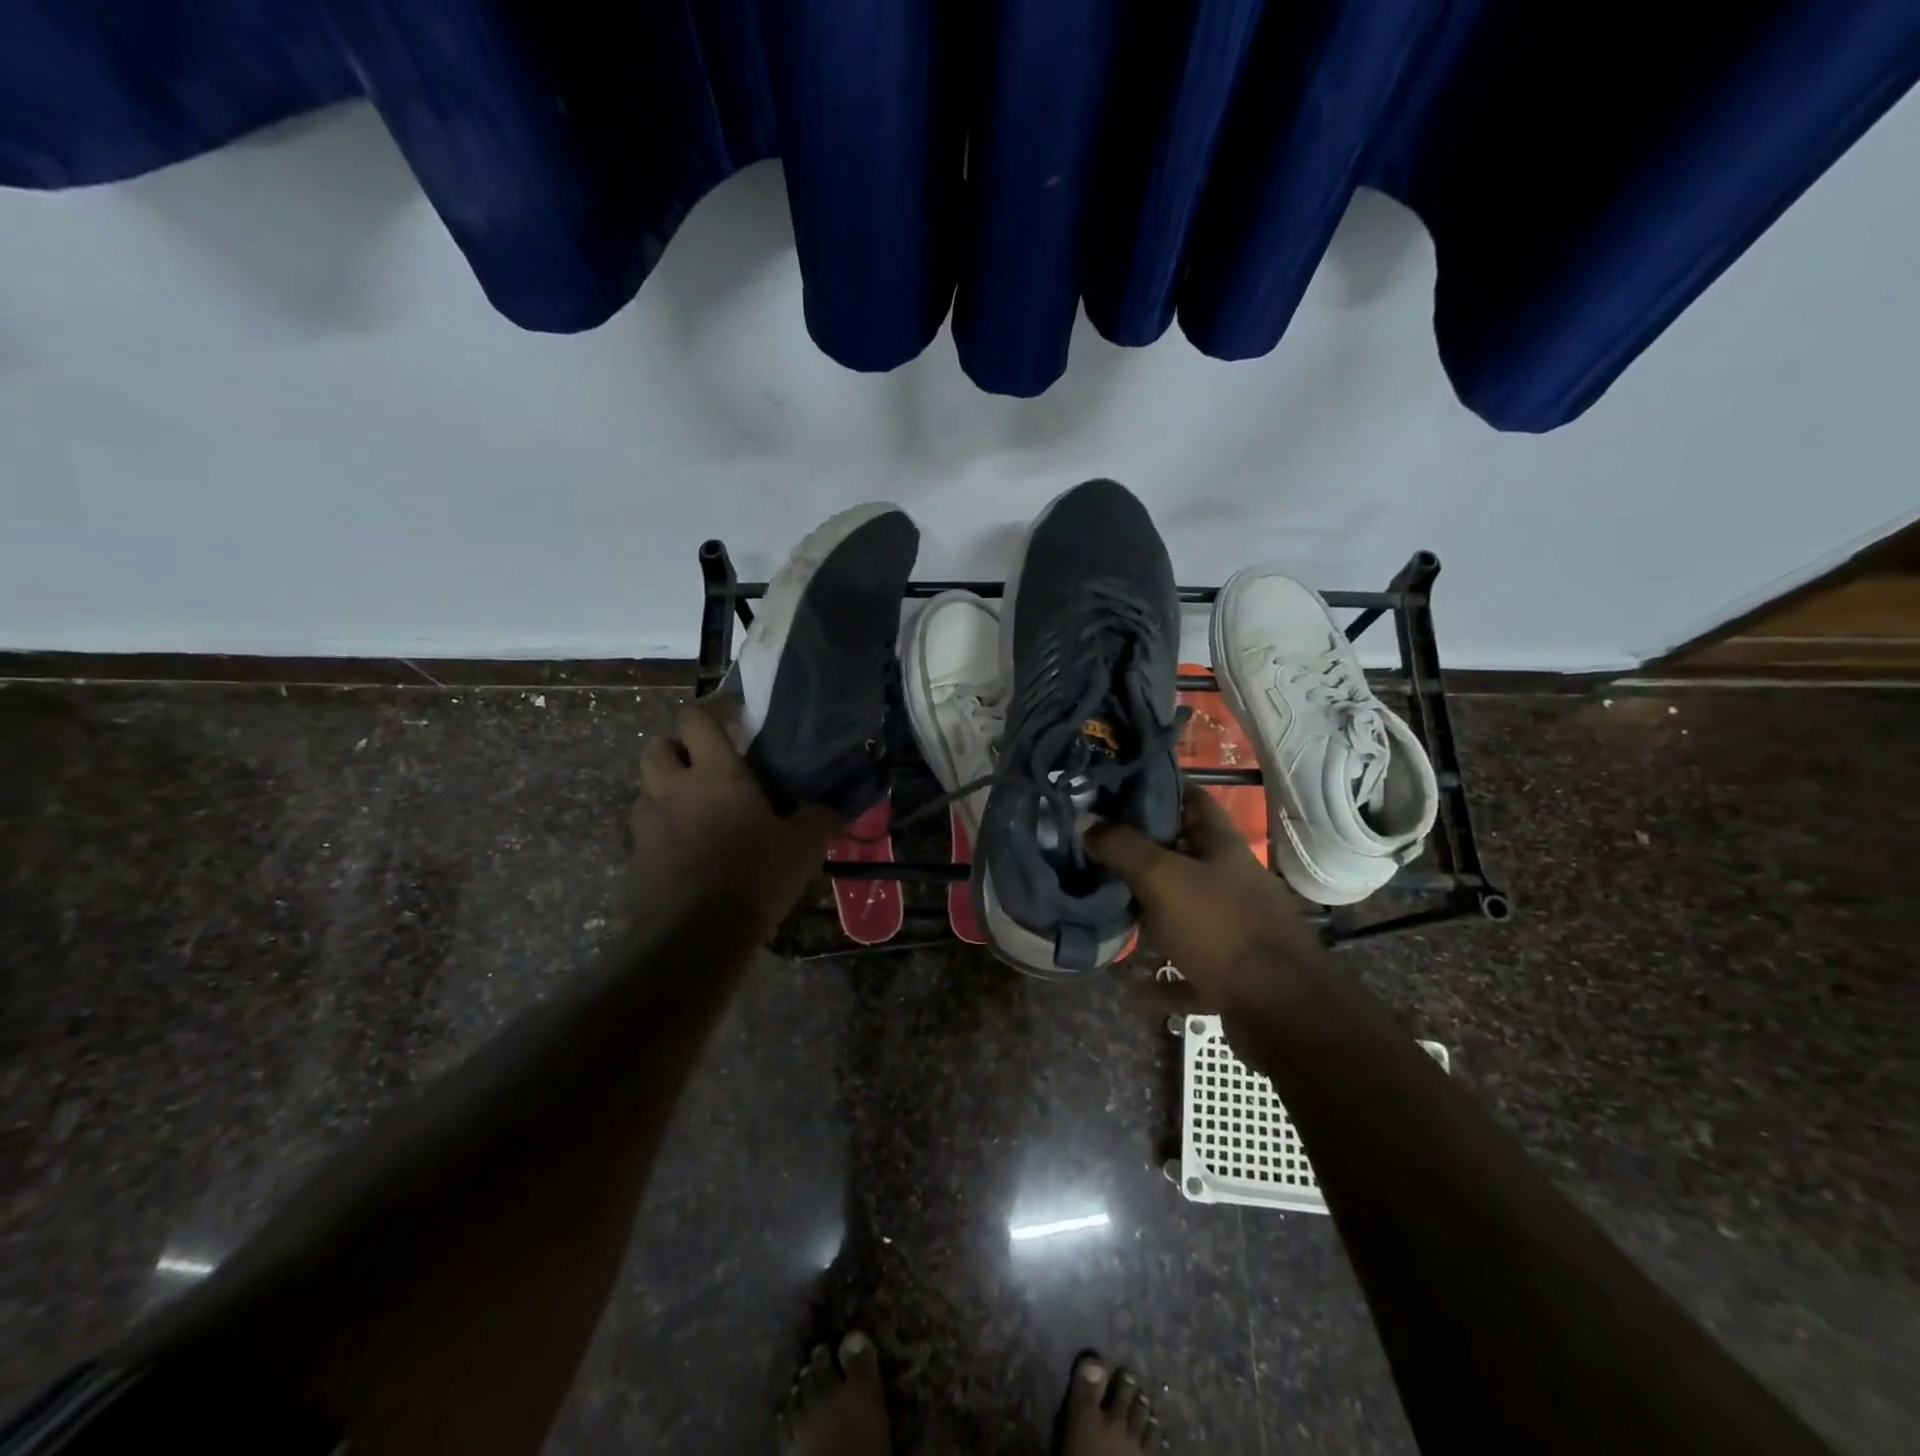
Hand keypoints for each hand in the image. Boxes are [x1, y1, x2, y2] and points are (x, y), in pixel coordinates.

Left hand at [630, 702, 836, 941]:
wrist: (694, 938)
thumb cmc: (754, 877)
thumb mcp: (802, 848)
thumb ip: (818, 821)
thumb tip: (833, 812)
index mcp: (714, 774)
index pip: (697, 718)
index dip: (714, 709)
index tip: (734, 715)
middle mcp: (672, 790)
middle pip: (657, 746)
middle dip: (678, 746)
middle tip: (704, 762)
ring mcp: (647, 825)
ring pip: (646, 789)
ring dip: (666, 789)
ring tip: (694, 809)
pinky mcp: (635, 860)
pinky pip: (645, 832)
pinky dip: (662, 831)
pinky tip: (687, 852)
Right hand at [1086, 784, 1324, 1011]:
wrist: (1281, 1012)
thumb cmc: (1221, 929)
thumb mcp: (1163, 878)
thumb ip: (1123, 847)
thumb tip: (1087, 821)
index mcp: (1224, 848)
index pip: (1193, 800)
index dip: (1159, 790)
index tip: (1116, 791)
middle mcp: (1233, 883)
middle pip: (1186, 858)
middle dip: (1145, 855)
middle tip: (1097, 852)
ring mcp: (1236, 930)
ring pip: (1186, 913)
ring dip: (1152, 916)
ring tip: (1109, 911)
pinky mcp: (1234, 974)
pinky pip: (1190, 969)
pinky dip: (1164, 978)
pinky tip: (1135, 988)